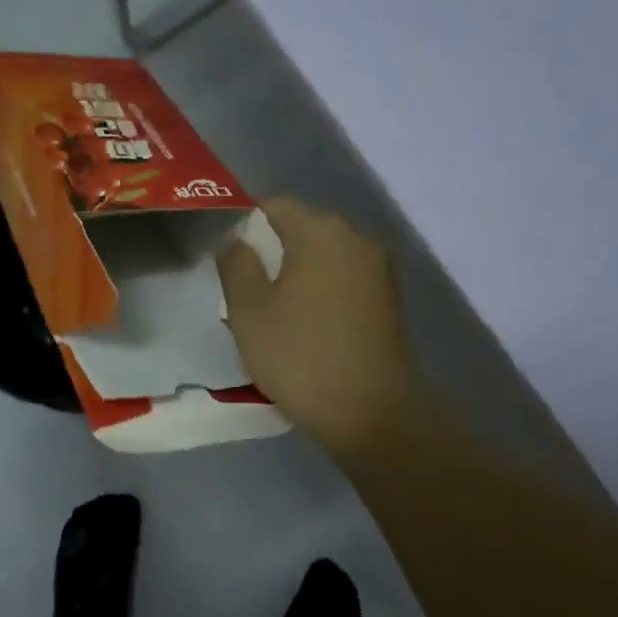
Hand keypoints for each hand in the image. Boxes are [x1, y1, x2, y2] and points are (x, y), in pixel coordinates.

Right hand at [217, 197, 417, 456]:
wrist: (372, 411)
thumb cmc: (300, 356)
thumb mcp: (248, 311)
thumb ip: (236, 264)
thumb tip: (236, 239)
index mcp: (320, 231)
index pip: (273, 205)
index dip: (244, 224)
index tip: (227, 259)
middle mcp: (356, 237)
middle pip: (303, 228)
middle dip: (273, 250)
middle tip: (247, 289)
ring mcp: (379, 267)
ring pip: (325, 255)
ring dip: (299, 272)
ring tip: (276, 310)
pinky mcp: (390, 297)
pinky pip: (345, 279)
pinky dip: (324, 289)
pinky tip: (309, 323)